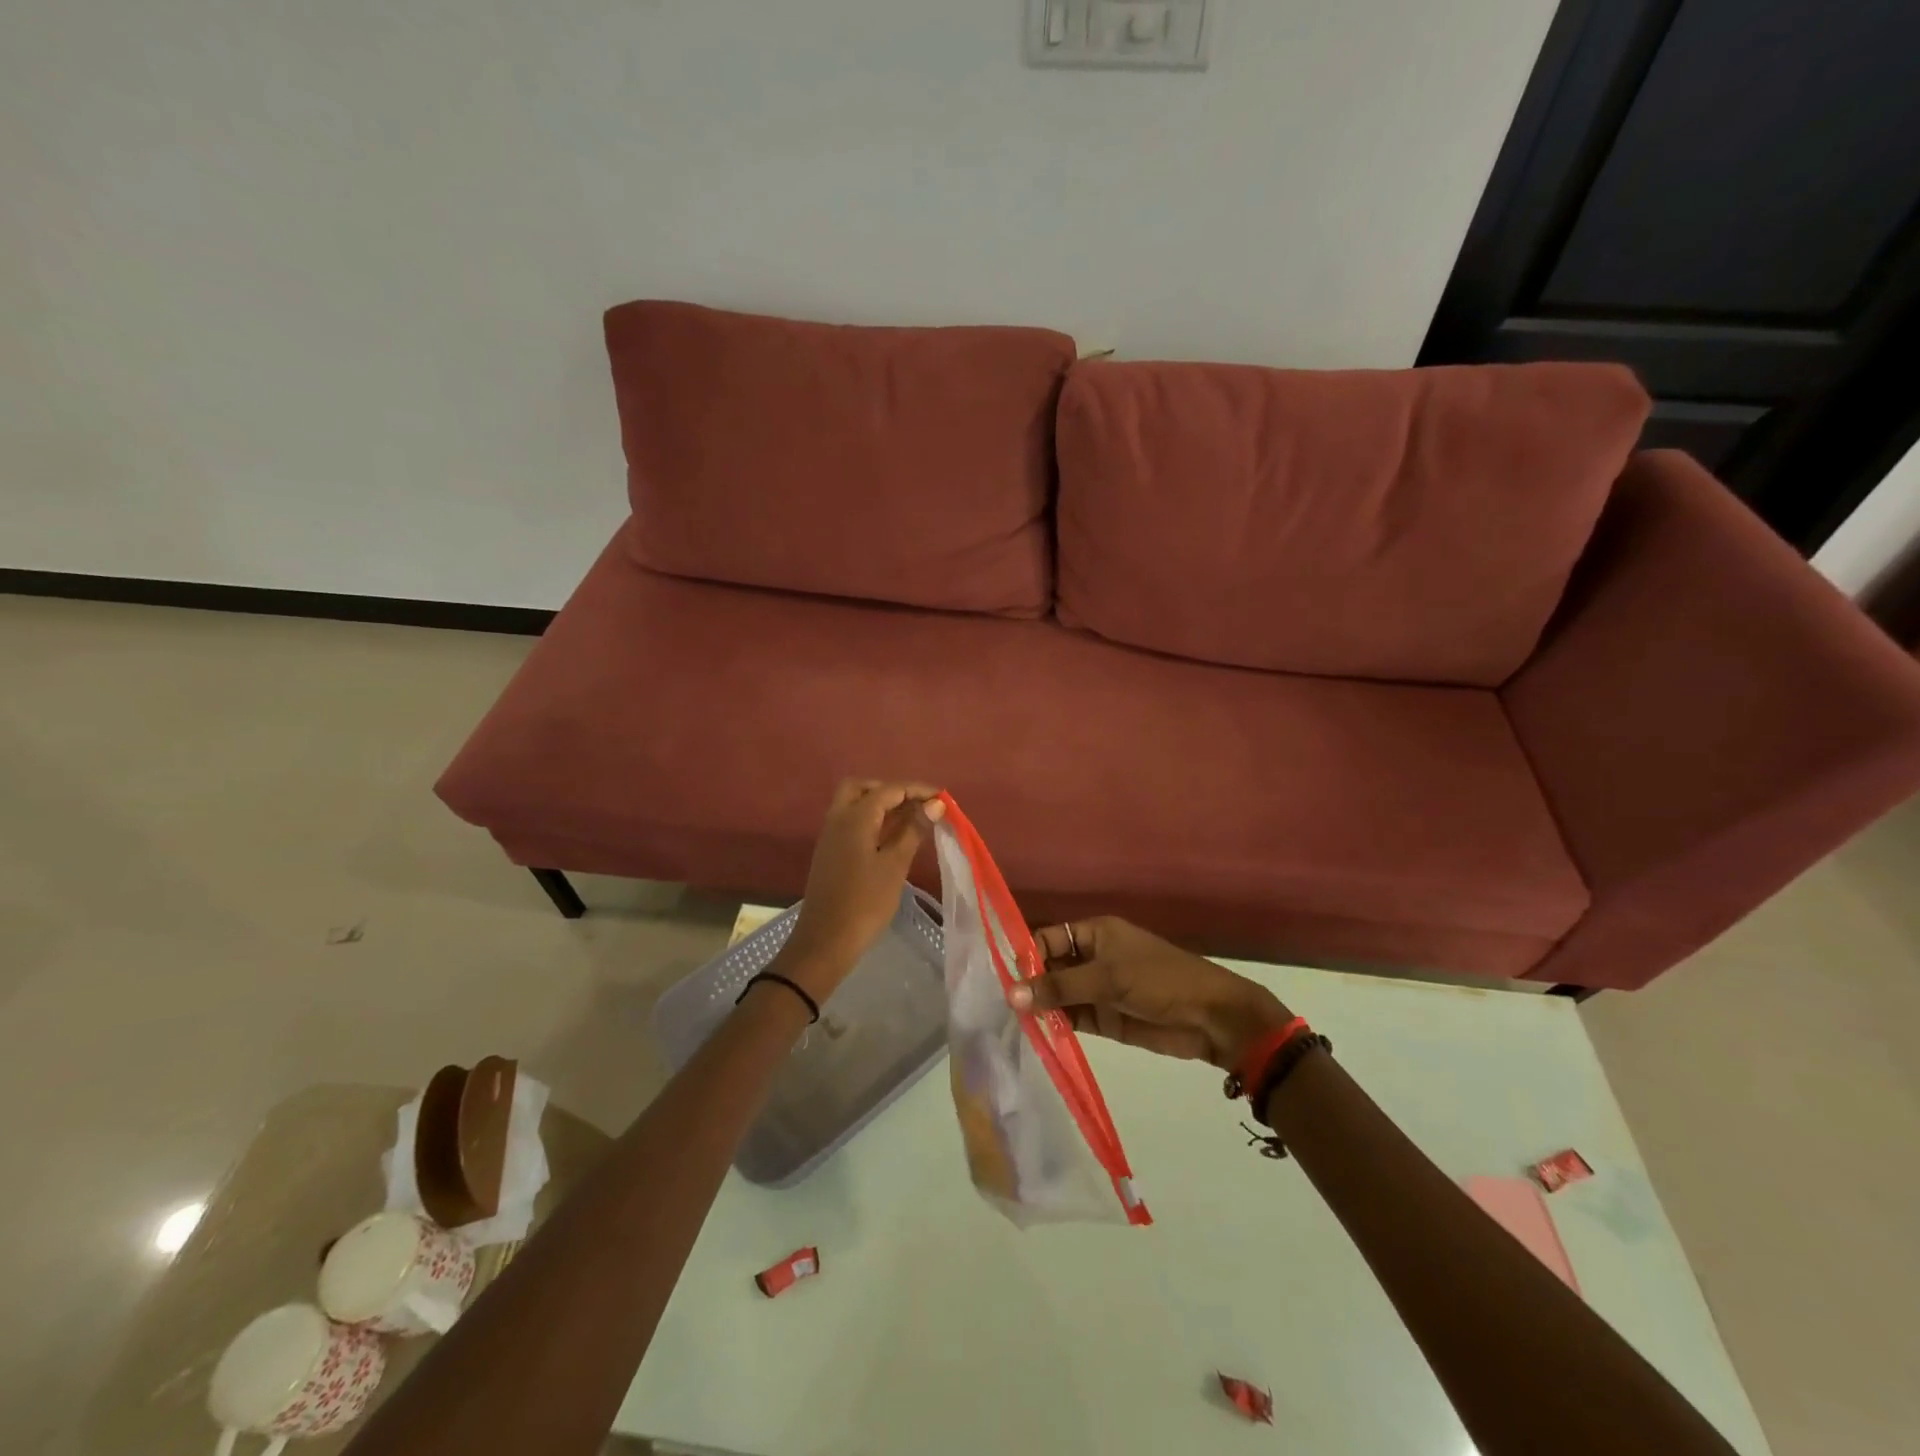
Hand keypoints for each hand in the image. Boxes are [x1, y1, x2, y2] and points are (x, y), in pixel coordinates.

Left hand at [777, 779, 944, 998]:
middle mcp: (838, 818)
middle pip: (863, 788)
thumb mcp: (895, 865)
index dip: (917, 790)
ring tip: (912, 820)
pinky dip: (872, 820)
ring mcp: (831, 836)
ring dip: (881, 805)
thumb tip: (935, 805)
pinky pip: (851, 822)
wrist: (825, 941)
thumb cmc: (865, 902)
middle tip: (918, 805)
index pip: (889, 790)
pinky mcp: (831, 852)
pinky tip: (892, 837)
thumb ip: (914, 830)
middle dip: (892, 791)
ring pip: (854, 804)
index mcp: (854, 817)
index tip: (943, 800)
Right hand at [1011, 917, 1291, 1070]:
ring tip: (1012, 1025)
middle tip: (1000, 1007)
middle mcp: (1091, 957)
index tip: (1006, 980)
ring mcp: (1098, 989)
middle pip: (1050, 967)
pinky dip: (1056, 1026)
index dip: (1027, 956)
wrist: (1212, 1018)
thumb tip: (1012, 996)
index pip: (1048, 939)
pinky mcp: (1105, 1018)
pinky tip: (1036, 1035)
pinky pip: (1072, 1018)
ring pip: (1059, 995)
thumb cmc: (1160, 980)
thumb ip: (1060, 988)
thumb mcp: (1108, 978)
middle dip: (1029, 984)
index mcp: (1094, 933)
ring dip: (1041, 1007)